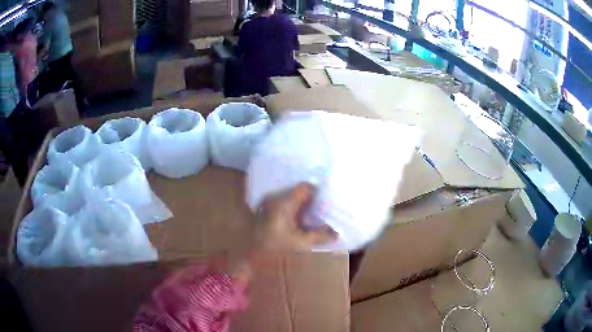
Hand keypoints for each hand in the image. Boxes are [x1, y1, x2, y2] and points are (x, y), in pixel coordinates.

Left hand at [255, 183, 336, 250]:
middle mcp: (275, 198)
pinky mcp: (263, 210)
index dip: (317, 193)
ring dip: (301, 205)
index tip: (326, 202)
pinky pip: (282, 204)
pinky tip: (298, 220)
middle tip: (322, 208)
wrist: (249, 256)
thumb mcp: (300, 243)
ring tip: (312, 215)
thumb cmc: (274, 248)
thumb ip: (319, 236)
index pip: (305, 187)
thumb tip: (336, 234)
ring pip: (290, 198)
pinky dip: (292, 209)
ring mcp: (267, 203)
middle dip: (310, 200)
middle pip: (297, 192)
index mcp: (284, 203)